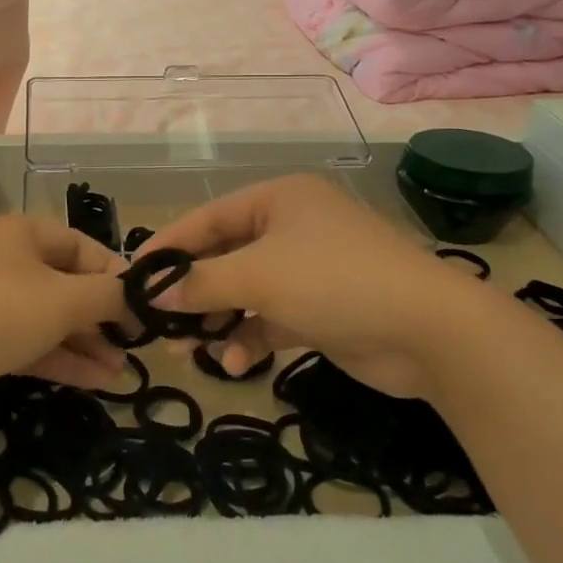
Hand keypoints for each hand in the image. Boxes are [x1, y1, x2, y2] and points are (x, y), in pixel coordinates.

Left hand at [0, 214, 128, 420]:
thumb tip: (135, 295)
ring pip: (48, 318)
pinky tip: (93, 382)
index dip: (115, 275)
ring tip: (120, 372)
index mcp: (23, 233)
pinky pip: (27, 342)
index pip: (83, 246)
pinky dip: (59, 359)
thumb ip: (107, 295)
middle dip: (101, 316)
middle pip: (65, 283)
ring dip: (84, 343)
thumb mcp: (64, 299)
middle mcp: (6, 260)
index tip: (143, 307)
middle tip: (131, 345)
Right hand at [141, 174, 483, 398]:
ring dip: (219, 320)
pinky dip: (251, 337)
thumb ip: (201, 283)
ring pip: (246, 291)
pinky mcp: (321, 308)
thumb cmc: (334, 281)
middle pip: (225, 256)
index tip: (133, 276)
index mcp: (278, 199)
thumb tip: (153, 294)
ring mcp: (308, 268)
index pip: (208, 217)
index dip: (169, 246)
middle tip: (158, 323)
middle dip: (193, 292)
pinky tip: (236, 364)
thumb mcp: (259, 276)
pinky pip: (271, 317)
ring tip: (189, 350)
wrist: (429, 330)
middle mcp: (291, 227)